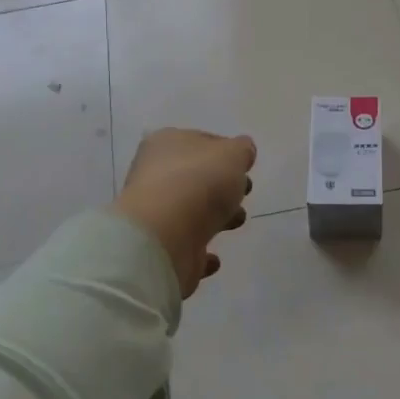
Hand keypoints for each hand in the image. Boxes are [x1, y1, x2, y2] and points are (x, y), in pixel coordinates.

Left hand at [113, 128, 256, 297]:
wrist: (166, 236)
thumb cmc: (200, 183)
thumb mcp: (233, 154)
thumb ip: (242, 150)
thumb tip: (243, 151)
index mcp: (166, 143)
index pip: (200, 141)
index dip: (226, 151)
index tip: (245, 166)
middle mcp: (154, 175)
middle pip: (196, 178)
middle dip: (223, 186)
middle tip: (243, 193)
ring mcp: (155, 213)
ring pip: (192, 211)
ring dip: (217, 218)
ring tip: (236, 222)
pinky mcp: (159, 248)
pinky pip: (185, 247)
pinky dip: (201, 251)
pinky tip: (214, 257)